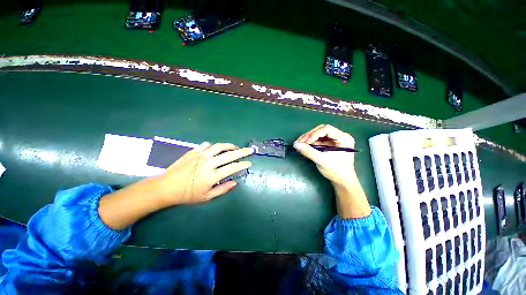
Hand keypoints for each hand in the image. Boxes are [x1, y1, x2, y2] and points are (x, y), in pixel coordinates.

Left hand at [98, 142, 253, 229]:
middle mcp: (209, 163)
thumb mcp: (207, 197)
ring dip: (229, 146)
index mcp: (212, 176)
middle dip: (242, 152)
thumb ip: (222, 189)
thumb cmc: (187, 194)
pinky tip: (216, 148)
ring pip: (219, 146)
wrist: (166, 187)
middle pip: (229, 155)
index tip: (249, 163)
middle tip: (250, 150)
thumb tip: (235, 182)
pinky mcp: (193, 151)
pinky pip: (206, 145)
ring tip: (235, 147)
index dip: (242, 165)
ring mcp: (201, 156)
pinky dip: (214, 145)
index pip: (232, 168)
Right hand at [293, 124, 356, 185]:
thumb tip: (296, 145)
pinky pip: (318, 140)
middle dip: (309, 135)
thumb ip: (309, 152)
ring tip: (299, 144)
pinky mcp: (329, 144)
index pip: (327, 129)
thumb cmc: (336, 171)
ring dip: (308, 138)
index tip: (305, 142)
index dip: (314, 134)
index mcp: (343, 138)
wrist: (342, 181)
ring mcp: (334, 140)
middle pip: (321, 130)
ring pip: (318, 134)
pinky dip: (310, 142)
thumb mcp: (322, 161)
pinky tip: (303, 146)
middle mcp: (340, 136)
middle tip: (299, 142)